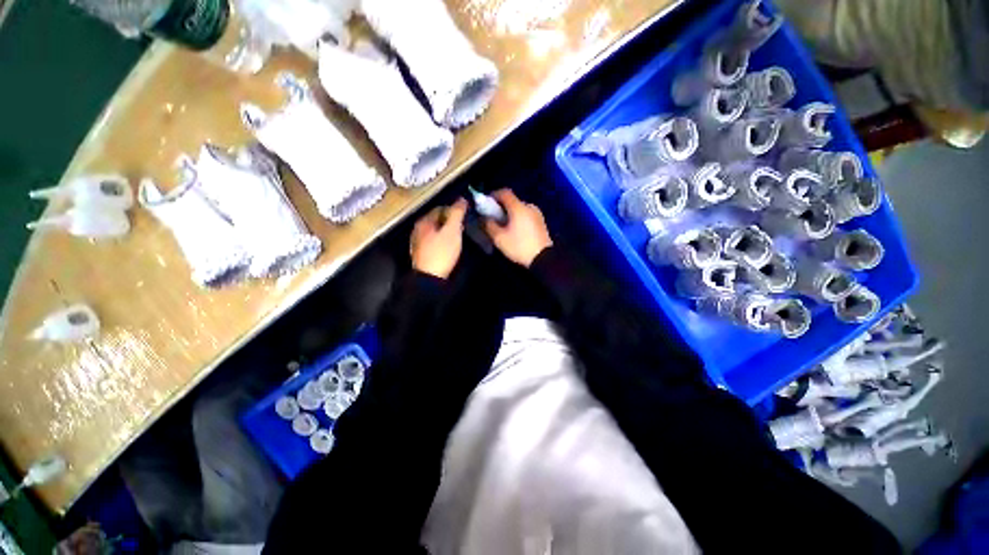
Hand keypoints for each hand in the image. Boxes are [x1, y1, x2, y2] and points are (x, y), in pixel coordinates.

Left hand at [410, 198, 467, 278]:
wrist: (430, 278)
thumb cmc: (441, 252)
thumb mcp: (452, 231)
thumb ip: (457, 214)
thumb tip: (461, 199)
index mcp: (424, 221)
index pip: (440, 208)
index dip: (454, 210)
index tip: (464, 215)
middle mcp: (418, 230)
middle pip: (437, 220)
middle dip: (450, 221)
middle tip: (462, 226)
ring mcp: (418, 243)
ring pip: (435, 231)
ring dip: (446, 231)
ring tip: (458, 236)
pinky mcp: (421, 254)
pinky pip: (433, 241)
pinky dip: (442, 241)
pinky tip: (449, 247)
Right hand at [483, 189, 552, 266]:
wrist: (543, 259)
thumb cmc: (520, 247)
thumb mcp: (500, 239)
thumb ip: (489, 226)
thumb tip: (486, 218)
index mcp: (518, 207)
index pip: (505, 193)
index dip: (494, 195)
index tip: (486, 203)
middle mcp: (529, 206)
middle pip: (512, 201)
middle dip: (501, 207)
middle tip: (494, 217)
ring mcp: (537, 214)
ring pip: (520, 209)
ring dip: (511, 214)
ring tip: (504, 225)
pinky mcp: (541, 222)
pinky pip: (527, 215)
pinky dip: (519, 218)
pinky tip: (515, 230)